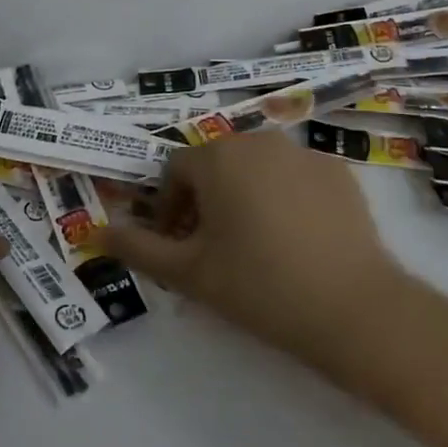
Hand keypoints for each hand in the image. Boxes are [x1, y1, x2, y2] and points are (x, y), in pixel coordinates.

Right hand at [105, 133, 409, 380]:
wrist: (352, 306)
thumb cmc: (258, 285)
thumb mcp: (189, 272)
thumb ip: (138, 248)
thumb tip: (95, 232)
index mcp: (219, 156)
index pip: (175, 170)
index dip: (167, 207)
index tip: (177, 245)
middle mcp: (260, 140)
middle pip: (217, 163)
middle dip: (204, 199)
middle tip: (211, 247)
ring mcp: (304, 152)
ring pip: (257, 168)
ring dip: (243, 195)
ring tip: (253, 244)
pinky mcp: (339, 172)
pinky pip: (295, 177)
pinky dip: (284, 198)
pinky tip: (295, 240)